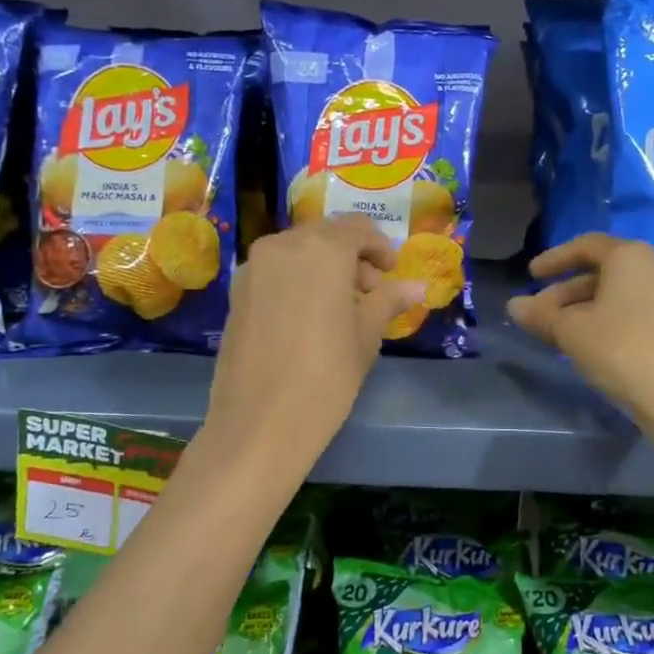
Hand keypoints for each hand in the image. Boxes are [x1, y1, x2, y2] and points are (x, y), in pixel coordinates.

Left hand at [205, 217, 426, 462]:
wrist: (259, 423)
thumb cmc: (326, 376)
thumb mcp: (366, 336)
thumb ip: (388, 300)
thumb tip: (417, 286)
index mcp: (322, 249)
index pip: (358, 229)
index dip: (380, 248)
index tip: (390, 273)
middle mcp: (283, 245)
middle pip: (325, 236)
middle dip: (351, 257)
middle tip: (368, 293)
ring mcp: (253, 268)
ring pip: (297, 252)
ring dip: (323, 268)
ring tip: (340, 308)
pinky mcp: (236, 292)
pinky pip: (275, 271)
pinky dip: (297, 280)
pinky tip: (308, 317)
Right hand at [508, 234, 653, 436]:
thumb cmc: (620, 350)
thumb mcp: (571, 332)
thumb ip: (540, 315)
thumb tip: (513, 306)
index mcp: (630, 257)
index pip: (585, 246)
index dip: (554, 259)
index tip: (531, 276)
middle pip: (603, 271)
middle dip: (566, 291)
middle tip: (540, 314)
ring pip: (620, 293)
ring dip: (586, 307)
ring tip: (561, 333)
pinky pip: (637, 310)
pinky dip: (610, 318)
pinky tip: (593, 344)